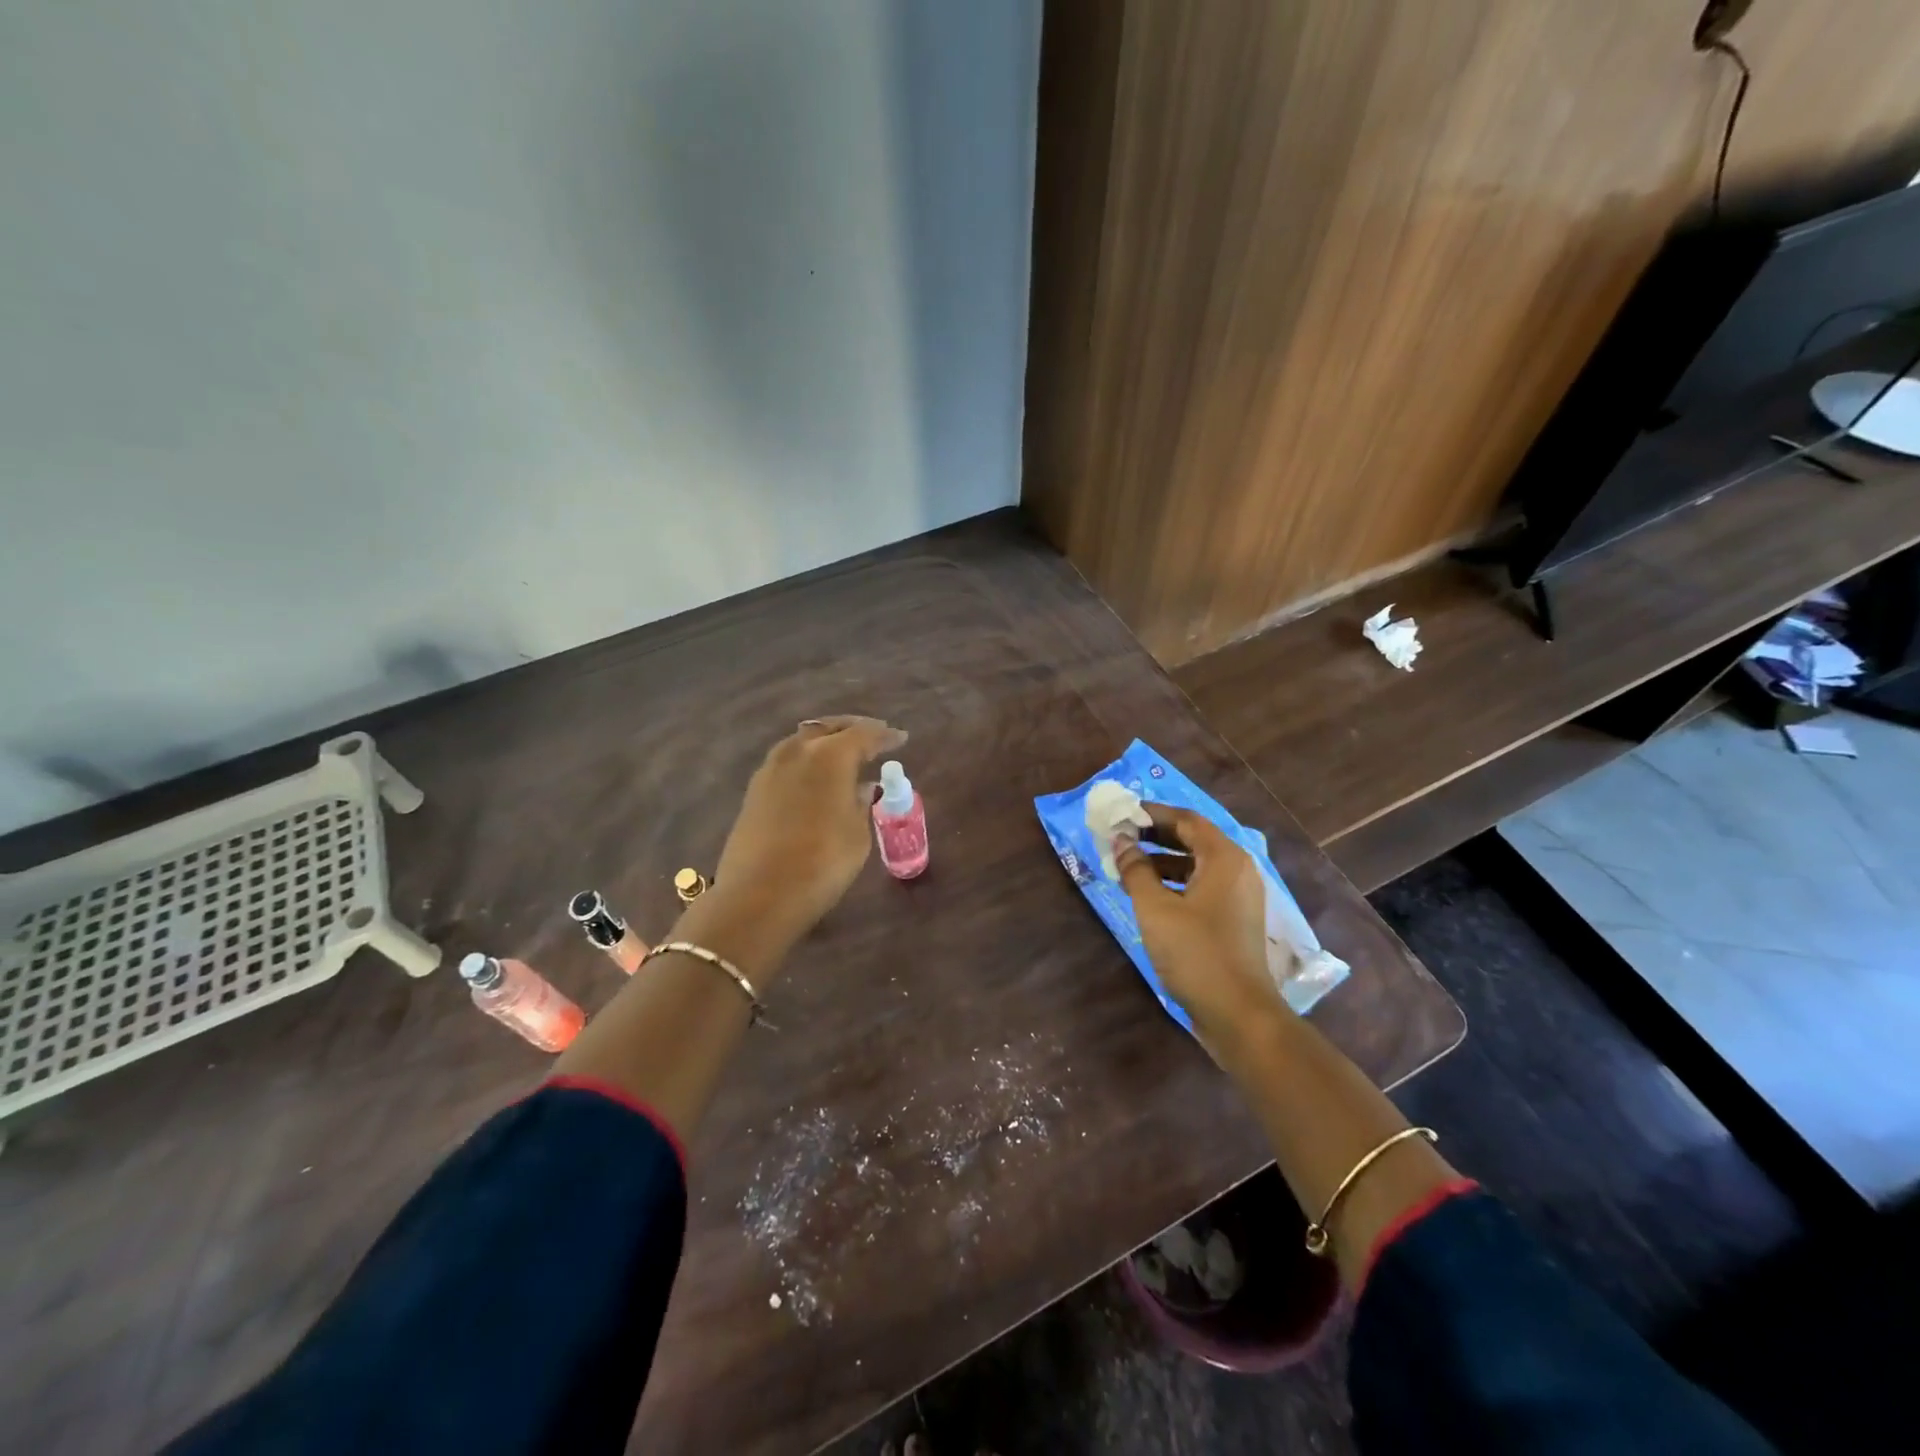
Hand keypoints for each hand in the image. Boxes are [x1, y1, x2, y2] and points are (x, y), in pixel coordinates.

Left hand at [692, 716, 906, 974]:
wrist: (758, 896)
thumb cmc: (821, 863)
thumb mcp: (857, 834)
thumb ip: (862, 803)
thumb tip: (863, 787)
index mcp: (829, 756)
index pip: (863, 734)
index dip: (885, 735)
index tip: (901, 738)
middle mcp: (797, 751)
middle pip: (829, 728)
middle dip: (853, 729)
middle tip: (873, 737)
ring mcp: (771, 769)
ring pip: (804, 741)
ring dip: (826, 741)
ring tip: (845, 754)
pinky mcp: (755, 790)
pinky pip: (788, 760)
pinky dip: (808, 759)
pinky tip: (817, 776)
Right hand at [1114, 803, 1290, 1058]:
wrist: (1238, 1014)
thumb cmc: (1196, 953)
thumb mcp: (1155, 908)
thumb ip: (1135, 870)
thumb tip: (1120, 841)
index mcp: (1224, 858)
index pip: (1186, 819)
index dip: (1152, 813)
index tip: (1121, 814)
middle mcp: (1237, 870)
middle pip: (1193, 839)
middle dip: (1155, 836)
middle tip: (1120, 837)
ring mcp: (1239, 897)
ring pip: (1196, 865)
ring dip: (1162, 861)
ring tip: (1127, 867)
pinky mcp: (1235, 920)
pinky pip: (1201, 887)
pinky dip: (1175, 884)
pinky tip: (1148, 896)